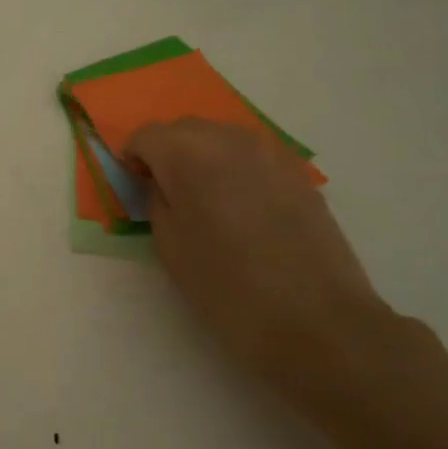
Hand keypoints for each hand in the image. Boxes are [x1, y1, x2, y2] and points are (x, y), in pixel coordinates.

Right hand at [127, 119, 388, 383]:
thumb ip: (156, 200)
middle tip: (166, 191)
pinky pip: (254, 156)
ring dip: (204, 157)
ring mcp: (271, 153)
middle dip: (168, 151)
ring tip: (205, 199)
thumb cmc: (226, 286)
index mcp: (189, 155)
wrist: (314, 319)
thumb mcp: (169, 245)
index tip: (134, 185)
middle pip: (186, 128)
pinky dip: (236, 169)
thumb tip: (160, 182)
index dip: (133, 157)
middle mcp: (230, 139)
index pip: (147, 135)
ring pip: (223, 137)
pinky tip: (241, 207)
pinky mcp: (299, 173)